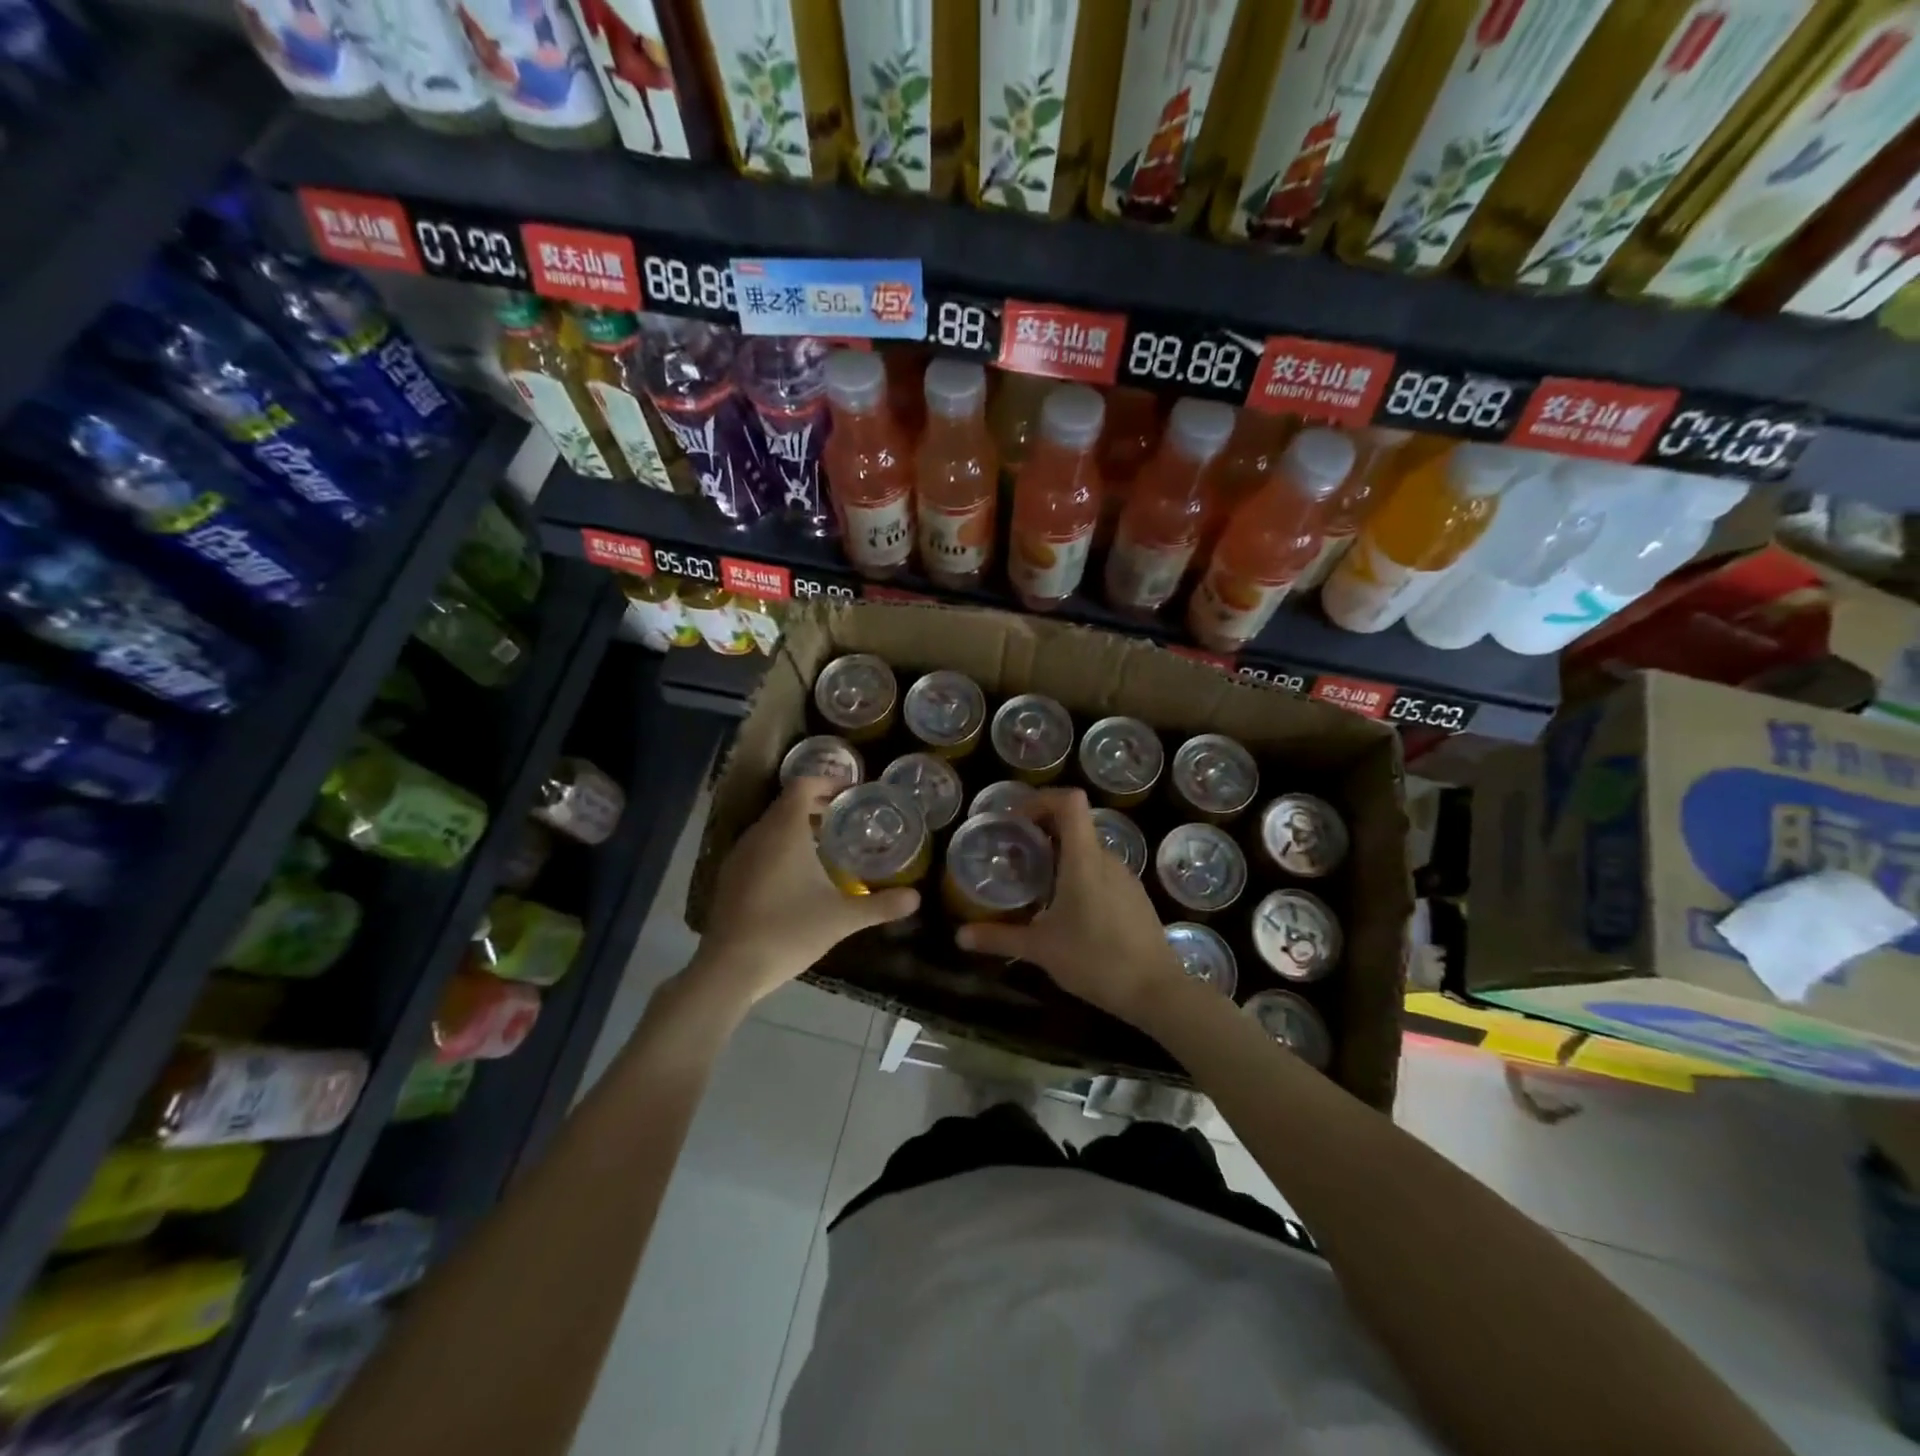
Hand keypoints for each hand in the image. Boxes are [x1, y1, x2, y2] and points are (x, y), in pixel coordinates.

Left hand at [690, 777, 918, 1009]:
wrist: (729, 968)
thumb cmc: (789, 930)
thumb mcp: (842, 918)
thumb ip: (880, 905)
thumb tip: (916, 898)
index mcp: (784, 830)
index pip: (803, 786)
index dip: (828, 782)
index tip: (853, 792)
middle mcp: (758, 834)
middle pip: (787, 804)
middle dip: (817, 804)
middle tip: (848, 816)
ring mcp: (739, 856)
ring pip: (771, 826)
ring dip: (798, 826)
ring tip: (827, 843)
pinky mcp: (730, 878)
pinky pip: (759, 847)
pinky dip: (781, 846)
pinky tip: (798, 875)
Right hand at [956, 788, 1185, 1027]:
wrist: (1156, 990)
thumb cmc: (1095, 959)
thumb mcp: (1040, 948)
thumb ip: (999, 937)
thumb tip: (960, 936)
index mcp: (1083, 858)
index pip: (1069, 801)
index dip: (1041, 799)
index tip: (1016, 820)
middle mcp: (1107, 858)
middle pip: (1075, 824)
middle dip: (1042, 831)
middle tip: (1014, 854)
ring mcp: (1125, 877)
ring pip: (1088, 850)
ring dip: (1060, 855)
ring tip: (1035, 883)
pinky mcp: (1134, 897)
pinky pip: (1102, 871)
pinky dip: (1079, 874)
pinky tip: (1066, 909)